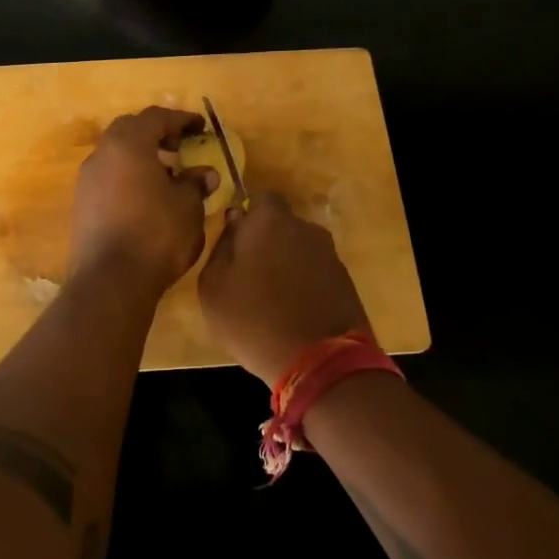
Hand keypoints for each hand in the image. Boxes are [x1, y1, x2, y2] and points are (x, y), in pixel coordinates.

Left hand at [68, 107, 217, 295]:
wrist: (110, 281)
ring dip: (141, 156)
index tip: (200, 128)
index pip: (155, 118)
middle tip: (180, 146)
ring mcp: (87, 180)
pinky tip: (147, 197)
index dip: (181, 119)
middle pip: (130, 130)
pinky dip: (128, 176)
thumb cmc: (156, 235)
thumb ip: (195, 183)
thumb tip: (204, 174)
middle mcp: (102, 154)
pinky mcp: (82, 204)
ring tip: (167, 174)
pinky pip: (108, 177)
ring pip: (116, 154)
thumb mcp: (188, 207)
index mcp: (128, 144)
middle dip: (156, 133)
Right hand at [199, 193, 373, 386]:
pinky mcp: (346, 283)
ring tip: (271, 299)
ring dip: (287, 265)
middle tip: (249, 274)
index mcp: (270, 221)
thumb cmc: (254, 319)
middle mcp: (305, 228)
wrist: (320, 362)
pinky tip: (294, 313)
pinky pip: (317, 274)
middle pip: (282, 225)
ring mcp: (330, 255)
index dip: (247, 215)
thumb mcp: (213, 286)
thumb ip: (221, 246)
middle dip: (266, 242)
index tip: (235, 239)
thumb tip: (234, 222)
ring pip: (300, 250)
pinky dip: (305, 285)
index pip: (260, 197)